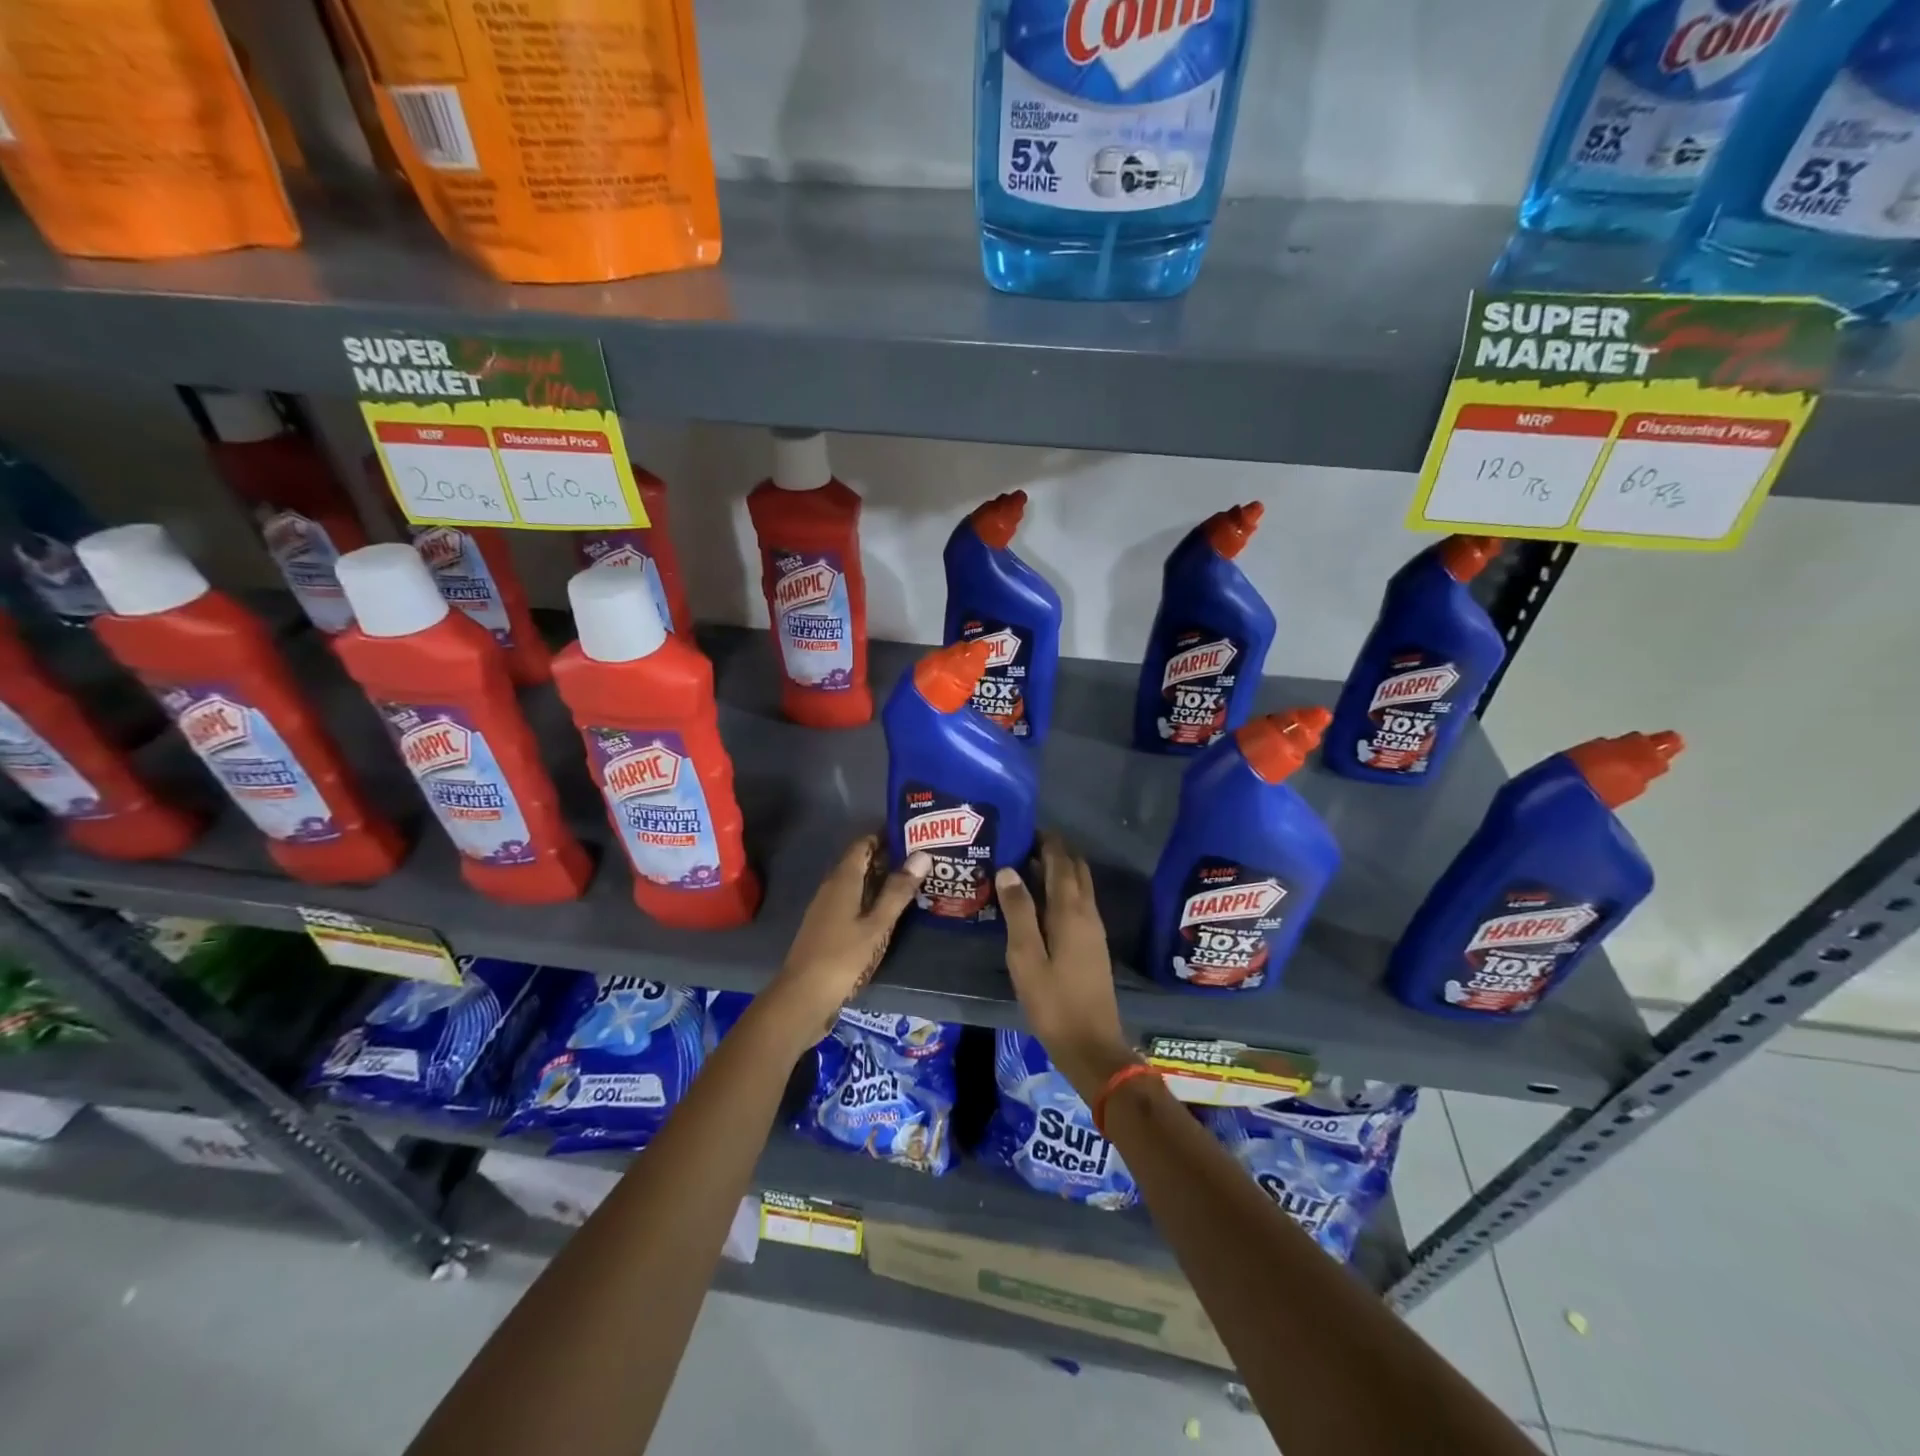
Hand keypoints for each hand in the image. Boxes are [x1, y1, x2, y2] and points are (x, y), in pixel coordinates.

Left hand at [759, 835, 928, 1054]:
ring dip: (880, 881)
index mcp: (842, 880)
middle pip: (860, 863)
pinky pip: (851, 902)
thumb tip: (922, 854)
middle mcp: (831, 888)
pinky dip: (870, 900)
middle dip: (887, 859)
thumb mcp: (878, 925)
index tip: (913, 836)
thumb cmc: (843, 958)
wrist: (802, 998)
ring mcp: (825, 909)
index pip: (863, 845)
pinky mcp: (825, 928)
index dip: (886, 836)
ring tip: (912, 884)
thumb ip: (898, 891)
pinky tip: (888, 913)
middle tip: (921, 860)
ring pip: (855, 884)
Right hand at [995, 834, 1137, 1102]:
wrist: (1092, 1045)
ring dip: (1059, 870)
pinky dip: (1061, 890)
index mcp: (1071, 911)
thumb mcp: (1025, 957)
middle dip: (1054, 851)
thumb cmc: (1054, 1001)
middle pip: (1075, 869)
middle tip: (1022, 844)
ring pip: (1079, 885)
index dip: (1046, 841)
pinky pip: (1078, 902)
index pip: (1061, 861)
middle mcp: (1088, 912)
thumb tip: (1009, 869)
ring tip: (1026, 867)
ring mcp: (1094, 929)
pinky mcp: (1092, 944)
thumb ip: (1018, 911)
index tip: (1024, 828)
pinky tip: (1039, 902)